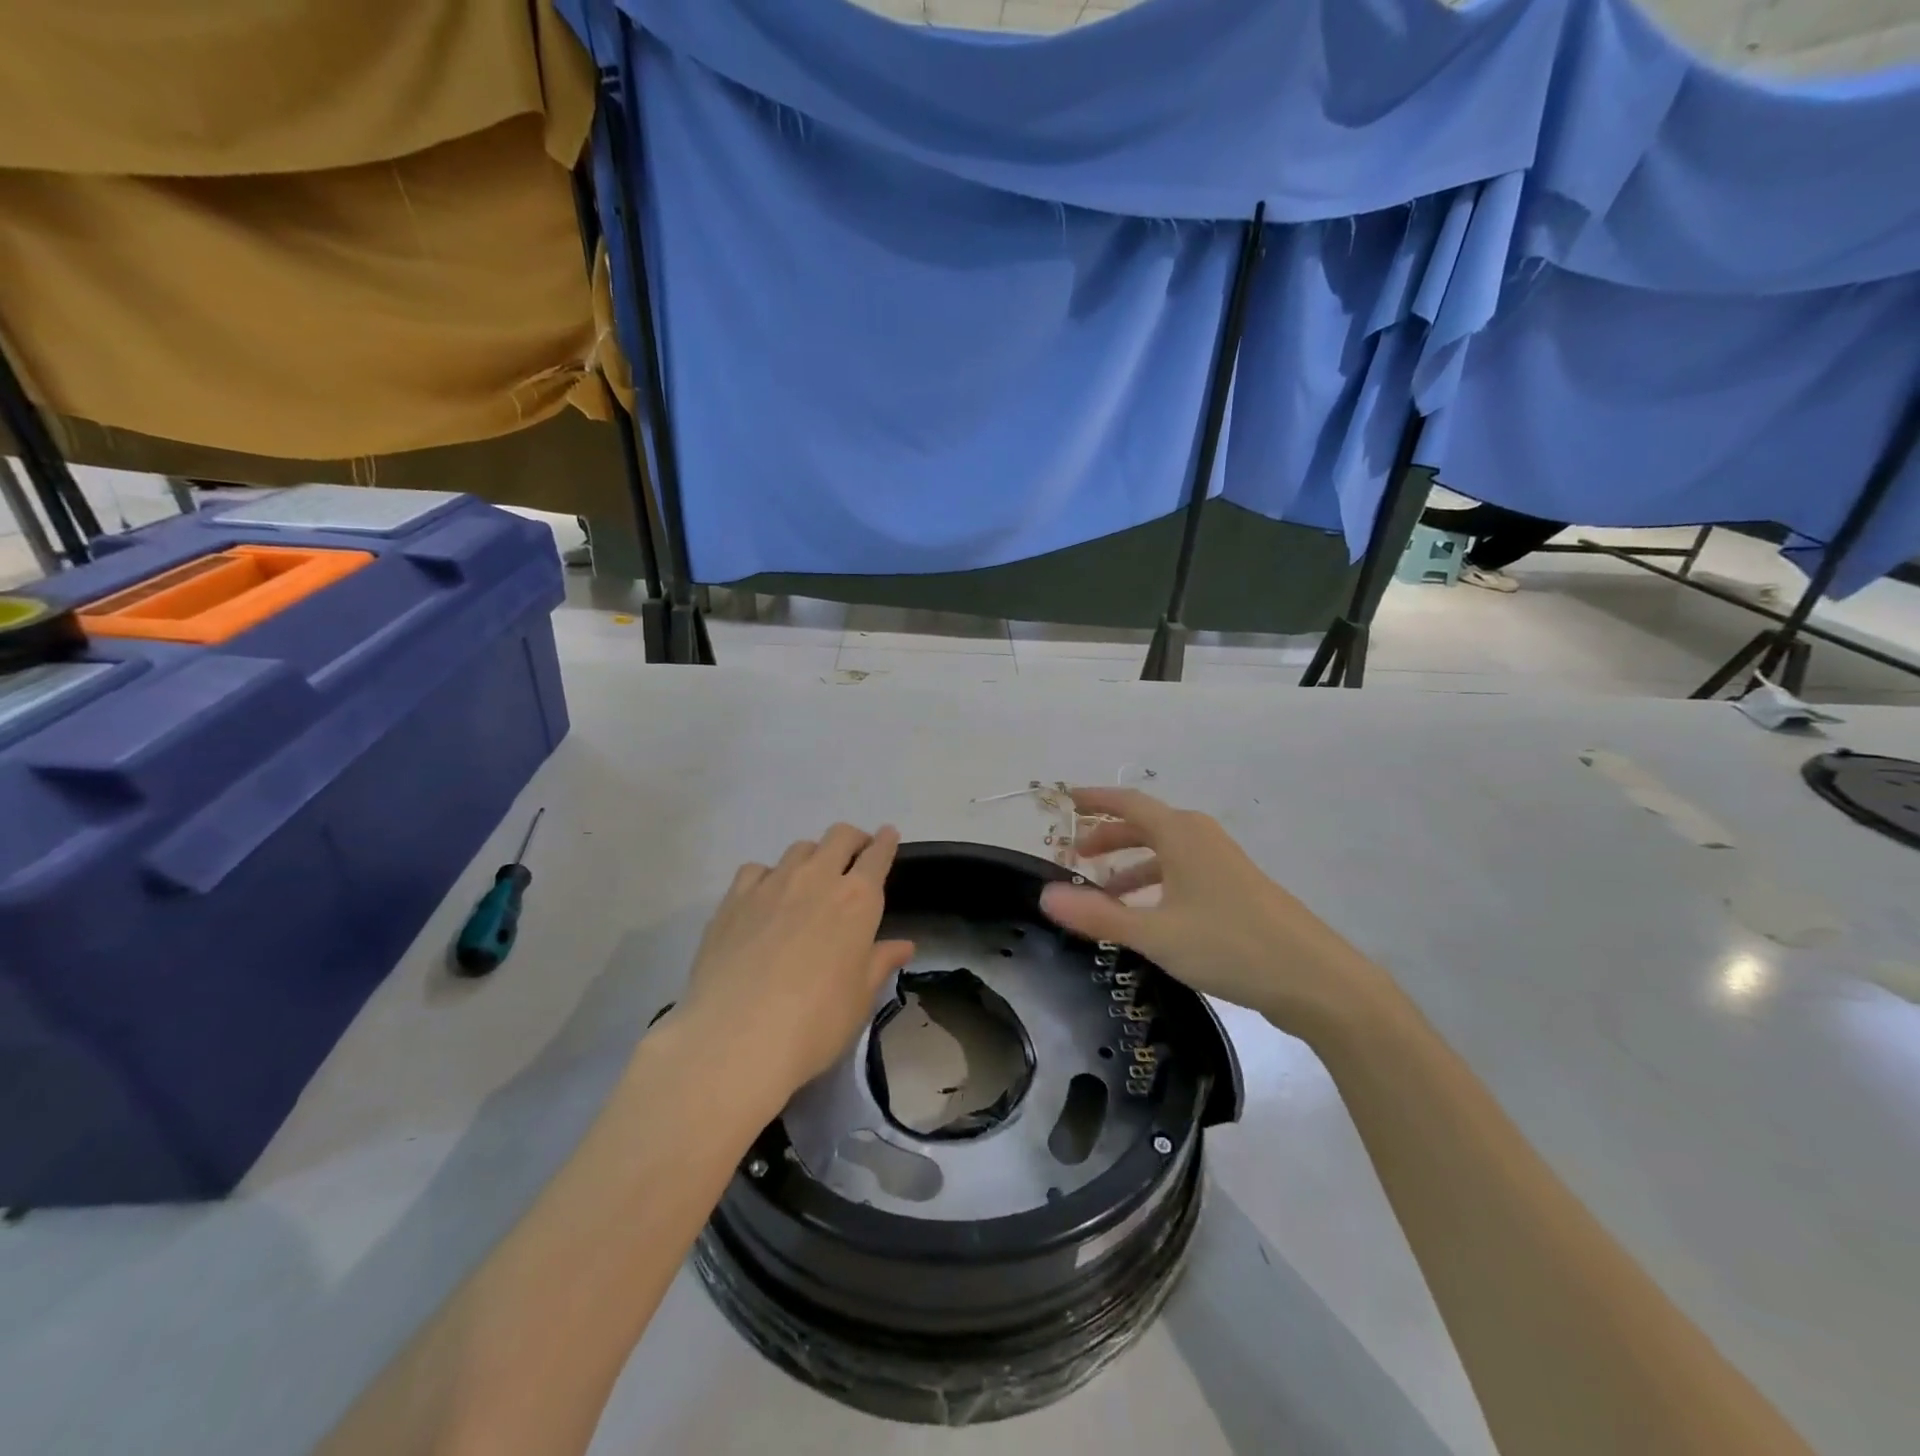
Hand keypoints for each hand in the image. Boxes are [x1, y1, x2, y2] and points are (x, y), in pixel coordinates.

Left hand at [675, 824, 914, 1108]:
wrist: (735, 1039)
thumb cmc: (815, 1023)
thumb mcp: (860, 999)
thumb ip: (880, 962)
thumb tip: (903, 945)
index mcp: (858, 900)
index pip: (878, 855)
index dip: (886, 842)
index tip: (888, 835)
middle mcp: (817, 879)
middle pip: (839, 837)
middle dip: (853, 839)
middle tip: (855, 855)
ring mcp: (771, 884)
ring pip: (799, 849)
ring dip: (813, 856)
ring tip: (810, 879)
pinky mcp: (734, 899)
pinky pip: (757, 869)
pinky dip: (768, 875)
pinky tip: (765, 898)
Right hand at [1040, 788, 1382, 1038]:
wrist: (1315, 979)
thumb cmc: (1229, 944)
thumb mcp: (1155, 933)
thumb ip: (1098, 915)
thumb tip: (1044, 896)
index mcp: (1181, 834)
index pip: (1129, 802)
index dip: (1095, 800)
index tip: (1066, 799)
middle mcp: (1202, 838)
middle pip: (1146, 826)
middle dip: (1108, 838)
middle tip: (1075, 857)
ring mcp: (1223, 864)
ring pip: (1165, 853)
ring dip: (1131, 866)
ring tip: (1103, 895)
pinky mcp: (1237, 890)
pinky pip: (1183, 873)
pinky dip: (1156, 884)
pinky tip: (1148, 917)